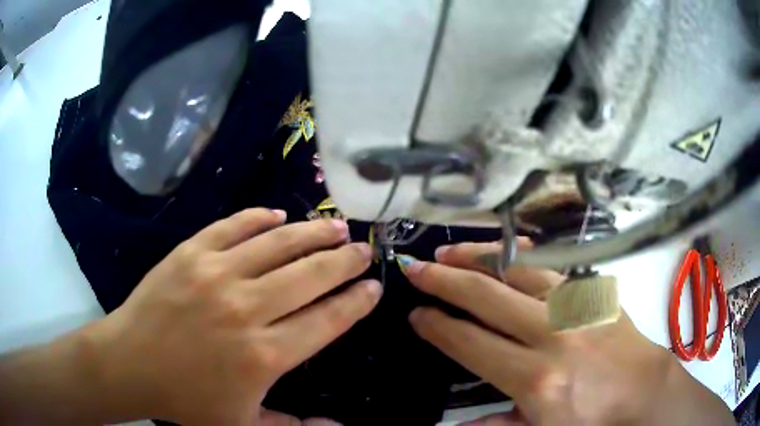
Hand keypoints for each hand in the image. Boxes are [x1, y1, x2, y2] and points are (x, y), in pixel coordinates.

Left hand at [87, 208, 380, 423]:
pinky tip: (277, 214)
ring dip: (312, 233)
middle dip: (345, 261)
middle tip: (364, 250)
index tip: (374, 288)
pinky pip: (233, 227)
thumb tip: (339, 425)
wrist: (131, 363)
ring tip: (336, 226)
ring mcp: (215, 274)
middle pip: (310, 276)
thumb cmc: (186, 400)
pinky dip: (259, 218)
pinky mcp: (190, 253)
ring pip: (277, 244)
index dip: (356, 301)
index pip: (327, 320)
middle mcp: (245, 309)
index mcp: (263, 356)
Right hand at [400, 242, 733, 425]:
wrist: (643, 391)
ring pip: (517, 269)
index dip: (438, 327)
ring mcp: (576, 307)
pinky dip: (520, 256)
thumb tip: (458, 423)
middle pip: (487, 297)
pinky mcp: (593, 294)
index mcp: (535, 378)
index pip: (471, 344)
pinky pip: (550, 267)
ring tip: (449, 251)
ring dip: (478, 257)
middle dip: (444, 281)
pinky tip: (503, 251)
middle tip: (415, 269)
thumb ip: (497, 424)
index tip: (417, 315)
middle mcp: (553, 335)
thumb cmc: (592, 418)